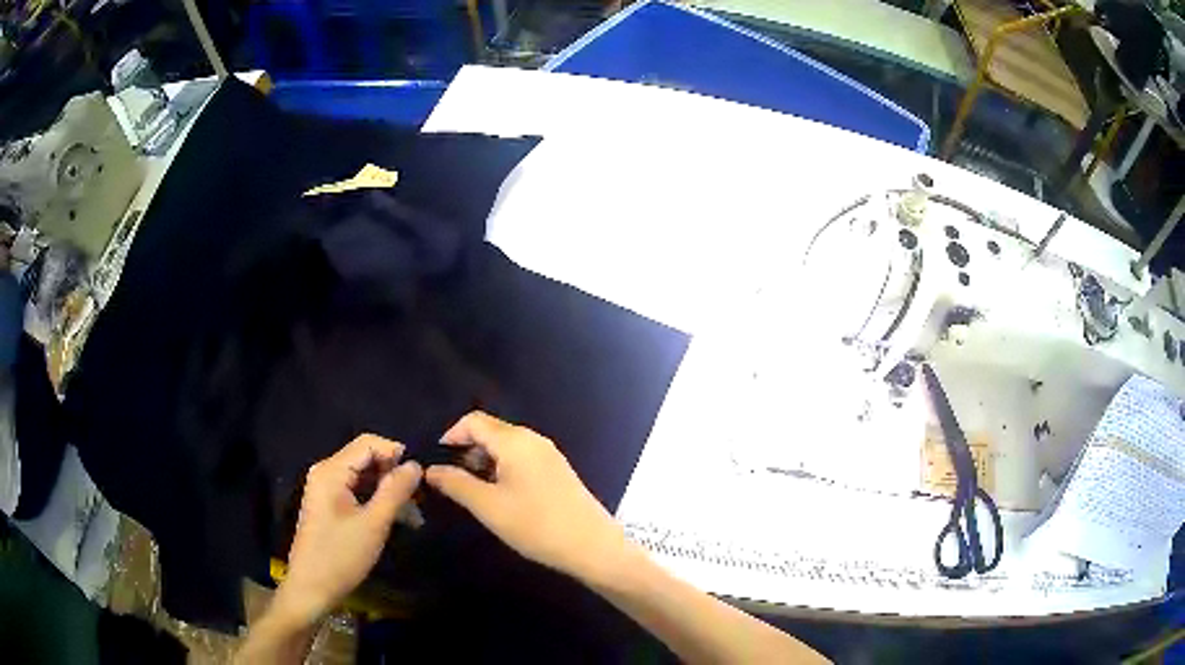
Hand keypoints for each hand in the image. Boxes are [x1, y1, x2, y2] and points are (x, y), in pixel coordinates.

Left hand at [274, 434, 421, 626]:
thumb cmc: (341, 555)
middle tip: (419, 498)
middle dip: (393, 473)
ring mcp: (325, 489)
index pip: (368, 443)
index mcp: (331, 471)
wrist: (312, 588)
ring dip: (387, 489)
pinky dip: (375, 499)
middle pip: (365, 458)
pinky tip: (394, 517)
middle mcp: (325, 472)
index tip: (420, 477)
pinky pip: (355, 490)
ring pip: (362, 476)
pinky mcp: (328, 504)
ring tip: (413, 513)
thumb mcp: (374, 524)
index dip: (395, 453)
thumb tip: (415, 465)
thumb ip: (395, 491)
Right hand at [425, 412, 628, 583]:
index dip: (450, 436)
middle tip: (451, 481)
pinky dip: (502, 469)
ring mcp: (548, 454)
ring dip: (483, 461)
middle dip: (465, 450)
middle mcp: (533, 439)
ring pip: (505, 446)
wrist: (592, 547)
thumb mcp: (489, 507)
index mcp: (515, 441)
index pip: (473, 421)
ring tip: (471, 491)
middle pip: (490, 431)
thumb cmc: (536, 525)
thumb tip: (430, 470)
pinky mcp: (557, 470)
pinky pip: (521, 458)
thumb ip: (456, 484)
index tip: (437, 463)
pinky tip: (499, 495)